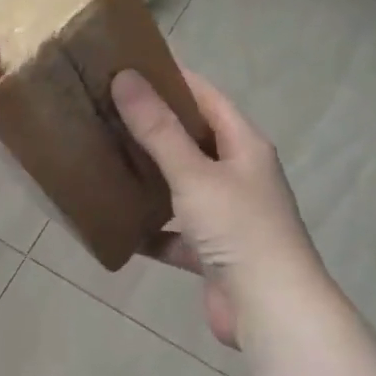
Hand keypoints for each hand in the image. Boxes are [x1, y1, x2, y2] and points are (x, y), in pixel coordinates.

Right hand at [112, 68, 322, 348]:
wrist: (269, 308)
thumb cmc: (238, 229)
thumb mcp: (195, 175)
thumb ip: (159, 131)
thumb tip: (126, 79)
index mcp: (245, 147)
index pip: (207, 98)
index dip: (173, 80)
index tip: (129, 67)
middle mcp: (238, 176)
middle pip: (193, 142)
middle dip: (153, 129)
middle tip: (106, 114)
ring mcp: (226, 216)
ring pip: (181, 188)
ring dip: (149, 180)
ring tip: (105, 162)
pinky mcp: (211, 253)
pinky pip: (174, 233)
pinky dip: (150, 231)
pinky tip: (117, 226)